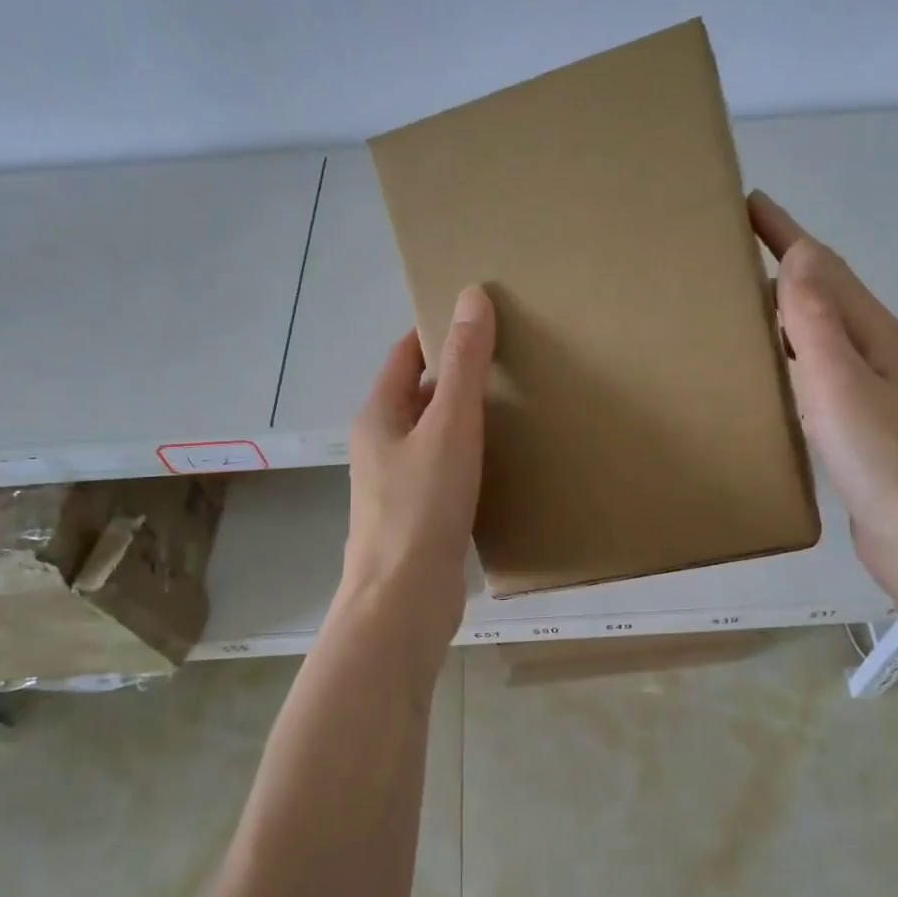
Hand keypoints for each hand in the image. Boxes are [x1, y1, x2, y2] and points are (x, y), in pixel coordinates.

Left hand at [339, 286, 496, 640]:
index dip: (438, 332)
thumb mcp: (449, 426)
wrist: (403, 599)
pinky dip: (470, 456)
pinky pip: (445, 470)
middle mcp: (382, 444)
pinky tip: (504, 461)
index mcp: (379, 415)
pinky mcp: (418, 516)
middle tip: (513, 358)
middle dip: (459, 374)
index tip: (483, 318)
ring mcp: (397, 483)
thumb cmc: (422, 506)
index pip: (406, 354)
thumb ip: (463, 365)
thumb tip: (471, 297)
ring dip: (466, 418)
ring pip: (435, 435)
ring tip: (518, 404)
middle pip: (420, 394)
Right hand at [749, 191, 897, 588]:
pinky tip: (771, 375)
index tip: (748, 203)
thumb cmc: (885, 461)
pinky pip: (819, 375)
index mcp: (878, 335)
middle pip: (826, 296)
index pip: (824, 268)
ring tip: (742, 308)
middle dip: (784, 268)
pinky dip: (791, 359)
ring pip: (822, 337)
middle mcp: (880, 355)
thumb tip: (796, 256)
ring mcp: (875, 393)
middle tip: (731, 256)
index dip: (786, 233)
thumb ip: (816, 322)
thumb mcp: (842, 385)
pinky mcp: (863, 429)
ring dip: (787, 314)